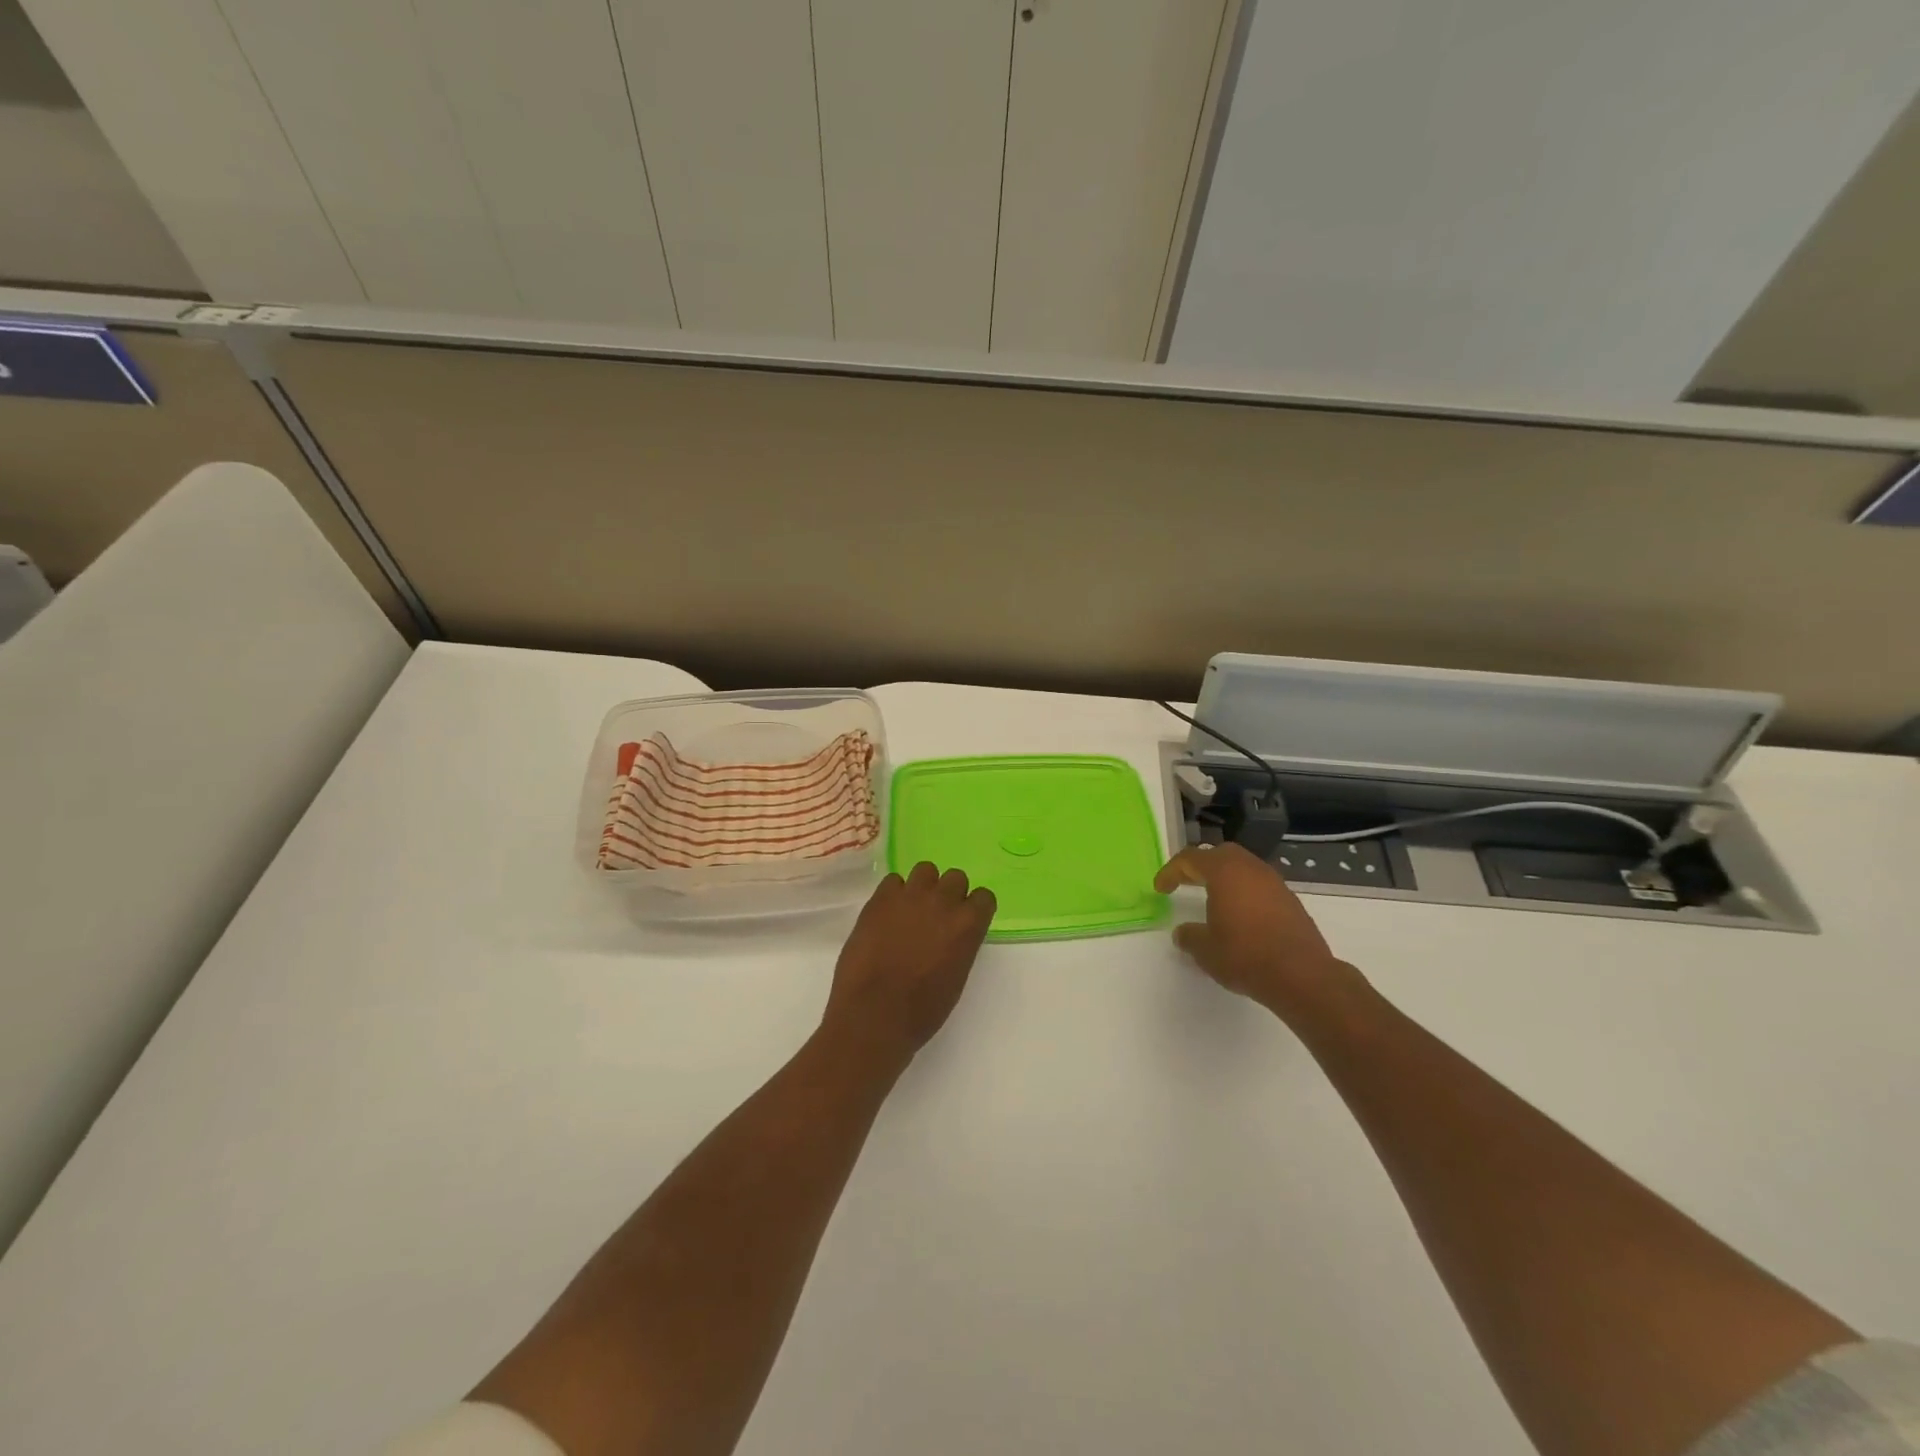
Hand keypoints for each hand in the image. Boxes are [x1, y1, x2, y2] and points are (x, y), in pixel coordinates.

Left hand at [822, 862, 996, 1067]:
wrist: (874, 1013)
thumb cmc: (921, 1010)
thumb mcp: (956, 977)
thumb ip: (960, 945)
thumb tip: (950, 936)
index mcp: (968, 925)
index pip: (984, 897)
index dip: (974, 908)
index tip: (965, 921)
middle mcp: (943, 902)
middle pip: (956, 877)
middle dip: (950, 893)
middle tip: (936, 915)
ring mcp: (910, 896)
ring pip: (925, 870)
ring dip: (923, 886)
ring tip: (911, 909)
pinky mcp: (880, 899)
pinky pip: (893, 881)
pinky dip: (893, 894)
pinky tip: (887, 914)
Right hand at [1154, 844, 1364, 1022]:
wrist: (1302, 976)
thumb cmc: (1245, 956)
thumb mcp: (1206, 950)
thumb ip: (1190, 936)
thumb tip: (1183, 933)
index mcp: (1224, 872)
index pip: (1190, 859)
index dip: (1171, 871)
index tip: (1160, 889)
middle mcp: (1250, 869)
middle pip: (1220, 854)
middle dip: (1200, 865)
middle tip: (1186, 881)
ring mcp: (1275, 883)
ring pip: (1244, 867)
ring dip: (1225, 878)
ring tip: (1213, 899)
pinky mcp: (1291, 901)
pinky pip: (1260, 885)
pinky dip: (1245, 892)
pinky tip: (1241, 916)